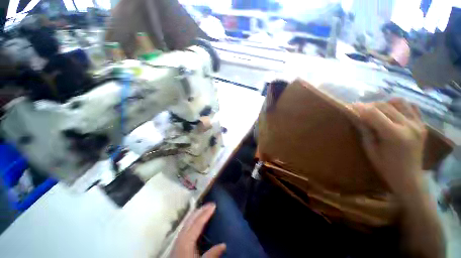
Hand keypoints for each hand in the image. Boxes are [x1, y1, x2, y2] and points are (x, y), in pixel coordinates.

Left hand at [170, 203, 225, 257]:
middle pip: (192, 218)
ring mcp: (178, 238)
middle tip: (211, 203)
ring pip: (188, 220)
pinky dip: (192, 218)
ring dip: (197, 212)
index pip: (198, 222)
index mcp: (187, 240)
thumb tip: (224, 245)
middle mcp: (181, 236)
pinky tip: (195, 219)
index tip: (214, 205)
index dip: (206, 213)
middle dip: (201, 209)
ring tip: (205, 208)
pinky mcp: (177, 241)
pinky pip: (186, 224)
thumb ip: (212, 254)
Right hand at [353, 99, 426, 194]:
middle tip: (359, 109)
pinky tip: (392, 111)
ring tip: (376, 110)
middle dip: (369, 105)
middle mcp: (409, 126)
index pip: (374, 113)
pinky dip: (399, 105)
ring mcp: (418, 124)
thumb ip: (365, 130)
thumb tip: (355, 116)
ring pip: (398, 102)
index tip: (350, 106)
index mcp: (394, 135)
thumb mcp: (370, 149)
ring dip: (384, 104)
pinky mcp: (422, 124)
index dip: (360, 108)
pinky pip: (410, 106)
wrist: (409, 177)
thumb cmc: (386, 166)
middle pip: (385, 106)